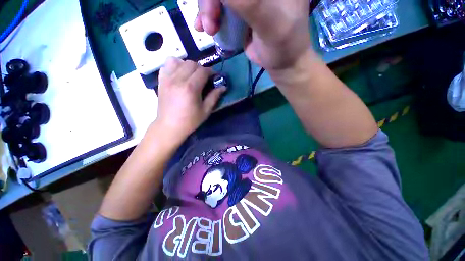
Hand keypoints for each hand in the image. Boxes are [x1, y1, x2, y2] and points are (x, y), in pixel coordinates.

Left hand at [155, 57, 225, 140]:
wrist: (170, 126)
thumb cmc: (190, 121)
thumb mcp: (205, 111)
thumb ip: (214, 96)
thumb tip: (223, 86)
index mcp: (190, 88)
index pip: (202, 71)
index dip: (211, 72)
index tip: (214, 77)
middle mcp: (178, 79)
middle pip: (191, 64)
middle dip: (201, 68)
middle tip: (204, 78)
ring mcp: (167, 78)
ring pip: (179, 61)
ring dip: (188, 66)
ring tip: (192, 75)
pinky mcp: (161, 80)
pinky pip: (167, 64)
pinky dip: (175, 65)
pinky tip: (179, 73)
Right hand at [195, 0, 311, 70]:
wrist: (282, 63)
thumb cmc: (283, 46)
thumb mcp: (270, 25)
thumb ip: (249, 4)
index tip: (214, 6)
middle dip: (210, 1)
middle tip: (209, 24)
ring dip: (207, 10)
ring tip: (208, 29)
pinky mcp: (241, 9)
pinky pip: (219, 6)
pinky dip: (208, 15)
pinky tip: (203, 27)